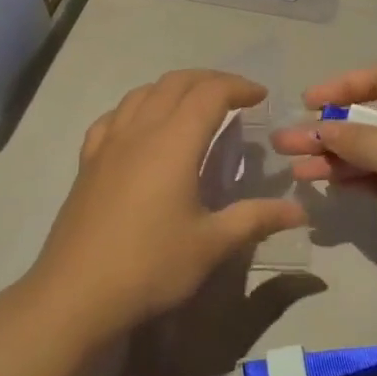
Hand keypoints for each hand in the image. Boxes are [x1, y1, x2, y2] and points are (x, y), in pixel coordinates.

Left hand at [27, 70, 305, 336]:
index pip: (210, 93)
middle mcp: (140, 131)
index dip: (238, 86)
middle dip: (209, 80)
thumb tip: (300, 210)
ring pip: (142, 93)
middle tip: (235, 96)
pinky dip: (136, 108)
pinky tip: (141, 128)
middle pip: (175, 83)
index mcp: (174, 142)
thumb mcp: (212, 245)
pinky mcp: (87, 163)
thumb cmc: (151, 266)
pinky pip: (113, 117)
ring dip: (173, 88)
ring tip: (193, 106)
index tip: (261, 97)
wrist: (76, 295)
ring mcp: (108, 144)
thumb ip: (256, 219)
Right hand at [271, 64, 376, 287]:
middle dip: (329, 128)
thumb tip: (318, 128)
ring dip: (336, 157)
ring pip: (373, 149)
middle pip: (371, 115)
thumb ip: (356, 138)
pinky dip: (356, 178)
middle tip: (286, 145)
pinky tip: (329, 185)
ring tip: (297, 172)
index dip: (342, 85)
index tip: (306, 103)